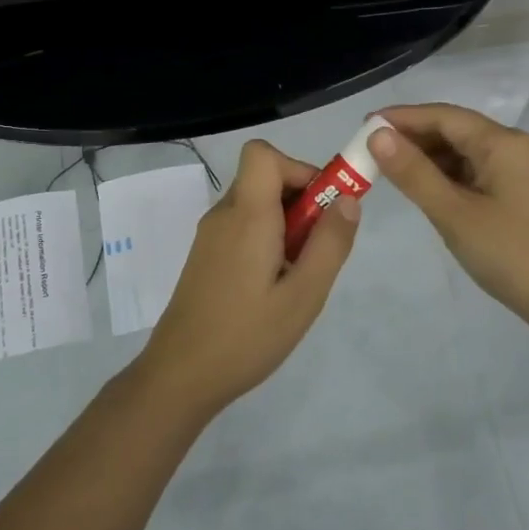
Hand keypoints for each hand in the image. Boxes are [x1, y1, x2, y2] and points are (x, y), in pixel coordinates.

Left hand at [134, 139, 360, 416]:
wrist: (180, 376)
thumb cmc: (247, 336)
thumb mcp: (304, 295)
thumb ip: (330, 243)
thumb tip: (348, 199)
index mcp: (246, 215)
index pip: (262, 153)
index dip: (298, 167)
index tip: (322, 205)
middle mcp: (224, 215)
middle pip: (264, 178)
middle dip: (301, 201)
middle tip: (318, 249)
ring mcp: (210, 236)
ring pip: (256, 205)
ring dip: (286, 224)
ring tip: (298, 275)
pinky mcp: (206, 256)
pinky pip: (243, 228)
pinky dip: (267, 240)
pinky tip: (274, 287)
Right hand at [371, 104, 528, 334]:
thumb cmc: (509, 254)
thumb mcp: (454, 213)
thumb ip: (414, 173)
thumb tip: (378, 134)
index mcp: (504, 143)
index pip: (444, 116)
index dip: (402, 117)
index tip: (364, 125)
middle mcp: (517, 147)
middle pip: (457, 130)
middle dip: (414, 138)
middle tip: (371, 151)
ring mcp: (524, 171)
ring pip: (467, 153)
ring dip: (430, 158)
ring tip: (391, 171)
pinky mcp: (524, 194)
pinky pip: (479, 172)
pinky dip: (449, 176)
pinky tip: (427, 189)